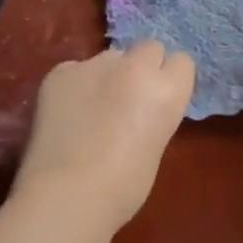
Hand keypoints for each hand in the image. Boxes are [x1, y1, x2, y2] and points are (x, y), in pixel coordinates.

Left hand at [13, 41, 195, 231]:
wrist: (68, 195)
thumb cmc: (124, 187)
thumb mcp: (156, 145)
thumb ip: (153, 114)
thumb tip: (138, 110)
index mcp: (167, 90)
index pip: (181, 61)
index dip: (169, 79)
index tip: (158, 99)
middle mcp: (135, 67)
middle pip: (148, 47)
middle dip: (142, 67)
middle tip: (128, 98)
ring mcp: (94, 65)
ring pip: (110, 57)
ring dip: (107, 75)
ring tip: (91, 108)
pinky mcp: (60, 73)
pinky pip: (75, 69)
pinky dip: (74, 86)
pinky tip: (66, 113)